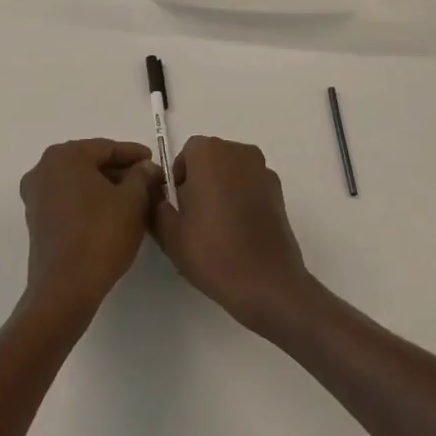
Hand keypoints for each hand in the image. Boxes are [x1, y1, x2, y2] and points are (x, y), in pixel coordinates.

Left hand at [19, 139, 160, 314]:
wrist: (65, 289)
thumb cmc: (101, 235)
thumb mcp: (133, 200)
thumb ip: (142, 176)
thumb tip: (146, 167)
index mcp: (65, 156)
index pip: (107, 148)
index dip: (134, 155)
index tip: (155, 162)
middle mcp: (44, 169)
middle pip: (91, 163)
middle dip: (120, 171)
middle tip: (147, 181)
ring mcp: (36, 196)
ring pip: (79, 182)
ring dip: (106, 187)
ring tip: (135, 199)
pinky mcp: (37, 220)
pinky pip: (69, 200)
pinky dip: (90, 202)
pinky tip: (112, 214)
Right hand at [151, 136, 317, 334]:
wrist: (267, 283)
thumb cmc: (213, 252)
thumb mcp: (170, 233)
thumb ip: (156, 205)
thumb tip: (157, 195)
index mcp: (209, 153)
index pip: (187, 153)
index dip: (179, 179)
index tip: (178, 207)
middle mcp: (239, 151)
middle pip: (211, 158)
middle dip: (201, 181)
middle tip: (195, 218)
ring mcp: (263, 170)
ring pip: (233, 172)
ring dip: (223, 189)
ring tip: (218, 228)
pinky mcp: (280, 191)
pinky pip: (252, 186)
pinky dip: (243, 199)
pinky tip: (240, 232)